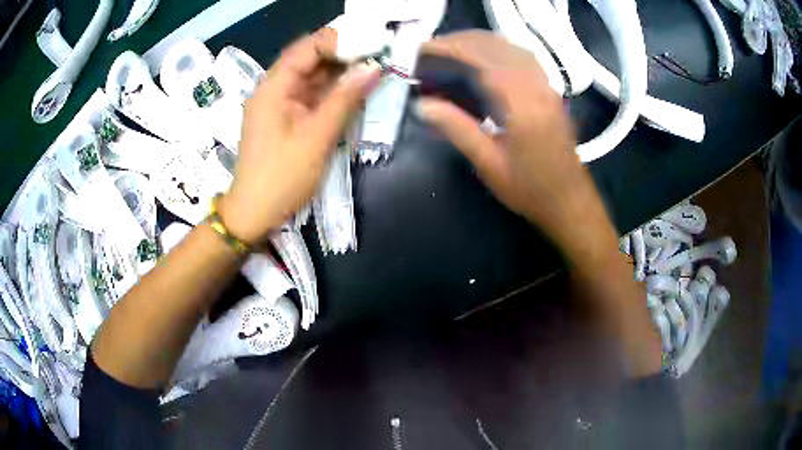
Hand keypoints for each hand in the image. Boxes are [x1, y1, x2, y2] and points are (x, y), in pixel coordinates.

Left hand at [219, 28, 380, 244]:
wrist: (254, 213)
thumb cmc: (282, 176)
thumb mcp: (317, 136)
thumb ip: (345, 98)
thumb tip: (374, 67)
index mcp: (274, 86)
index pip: (308, 47)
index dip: (339, 40)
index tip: (372, 44)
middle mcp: (274, 88)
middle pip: (310, 59)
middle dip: (344, 55)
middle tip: (379, 54)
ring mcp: (279, 103)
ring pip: (312, 77)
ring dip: (340, 73)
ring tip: (374, 69)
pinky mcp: (285, 118)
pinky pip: (311, 96)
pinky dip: (332, 92)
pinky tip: (355, 90)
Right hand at [417, 31, 617, 270]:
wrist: (570, 202)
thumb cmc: (530, 189)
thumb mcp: (489, 164)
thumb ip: (457, 129)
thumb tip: (423, 104)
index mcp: (521, 103)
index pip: (481, 59)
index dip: (449, 48)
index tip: (423, 49)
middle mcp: (537, 86)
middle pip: (497, 46)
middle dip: (462, 41)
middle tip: (432, 50)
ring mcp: (547, 87)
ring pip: (512, 49)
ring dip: (481, 43)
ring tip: (453, 51)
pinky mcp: (551, 93)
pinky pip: (524, 59)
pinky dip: (500, 51)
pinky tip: (486, 61)